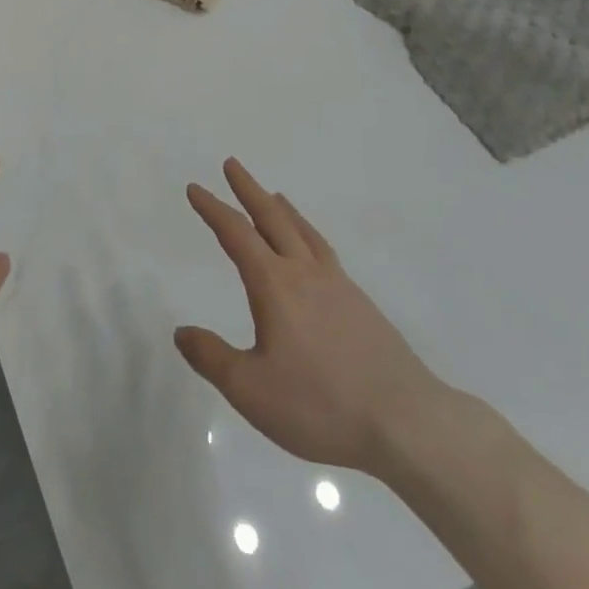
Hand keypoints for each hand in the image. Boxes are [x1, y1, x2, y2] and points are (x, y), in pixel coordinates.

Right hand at [174, 159, 445, 475]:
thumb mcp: (251, 390)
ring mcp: (339, 286)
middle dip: (249, 190)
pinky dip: (309, 235)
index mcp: (275, 285)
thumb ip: (212, 358)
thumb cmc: (321, 405)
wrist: (407, 423)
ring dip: (283, 209)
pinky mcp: (362, 306)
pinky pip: (326, 252)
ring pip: (305, 233)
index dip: (213, 209)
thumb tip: (182, 331)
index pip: (236, 234)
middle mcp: (306, 274)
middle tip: (232, 164)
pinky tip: (312, 251)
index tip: (195, 188)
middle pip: (273, 219)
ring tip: (275, 195)